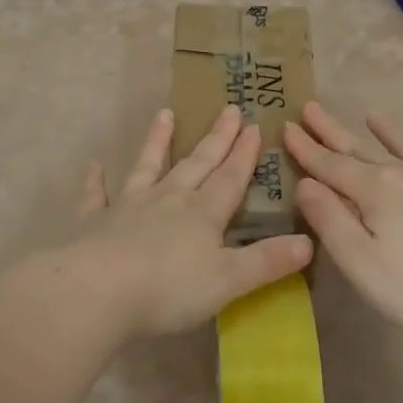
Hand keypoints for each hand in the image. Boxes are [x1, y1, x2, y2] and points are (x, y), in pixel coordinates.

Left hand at [29, 104, 313, 345]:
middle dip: (215, 139)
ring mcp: (128, 207)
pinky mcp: (95, 222)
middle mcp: (168, 200)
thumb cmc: (168, 289)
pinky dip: (95, 181)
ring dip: (157, 142)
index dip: (244, 154)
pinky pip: (96, 196)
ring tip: (164, 114)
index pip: (230, 177)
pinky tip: (94, 166)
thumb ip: (266, 261)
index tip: (255, 125)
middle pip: (196, 164)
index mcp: (202, 213)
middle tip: (228, 109)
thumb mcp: (228, 280)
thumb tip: (308, 242)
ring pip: (147, 167)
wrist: (97, 292)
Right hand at [285, 102, 402, 347]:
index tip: (285, 127)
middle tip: (308, 107)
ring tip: (361, 113)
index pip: (329, 165)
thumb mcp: (359, 261)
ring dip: (370, 131)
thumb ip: (329, 219)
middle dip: (329, 130)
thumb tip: (305, 183)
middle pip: (356, 148)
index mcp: (373, 189)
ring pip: (391, 147)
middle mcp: (400, 174)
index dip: (306, 149)